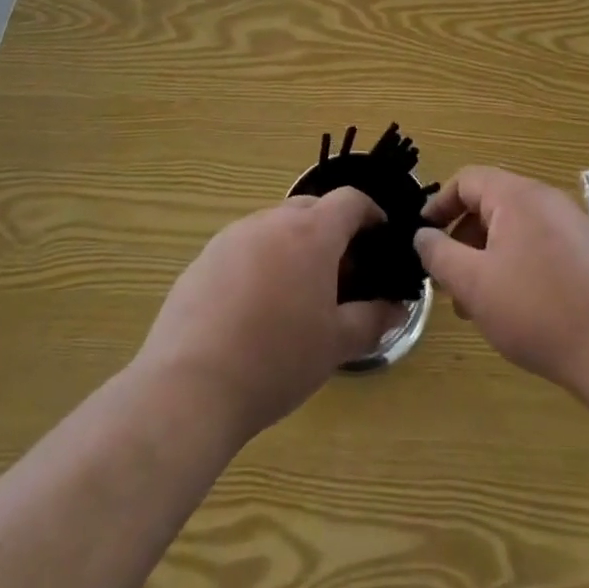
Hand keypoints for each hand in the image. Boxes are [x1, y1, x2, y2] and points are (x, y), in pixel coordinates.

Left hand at [137, 190, 405, 440]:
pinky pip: (244, 246)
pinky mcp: (204, 257)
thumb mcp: (335, 345)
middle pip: (312, 208)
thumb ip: (372, 320)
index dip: (371, 214)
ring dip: (294, 245)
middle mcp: (272, 221)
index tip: (380, 238)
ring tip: (297, 292)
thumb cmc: (276, 361)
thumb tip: (398, 308)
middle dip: (332, 230)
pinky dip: (261, 261)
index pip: (350, 201)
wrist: (190, 387)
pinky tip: (255, 307)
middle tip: (341, 273)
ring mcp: (233, 236)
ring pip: (276, 226)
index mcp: (311, 233)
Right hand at [413, 166, 588, 396]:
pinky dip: (518, 266)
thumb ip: (439, 254)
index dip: (439, 204)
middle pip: (492, 204)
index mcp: (517, 195)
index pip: (467, 180)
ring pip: (516, 230)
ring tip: (478, 305)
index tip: (422, 237)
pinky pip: (541, 247)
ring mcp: (573, 225)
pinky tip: (517, 310)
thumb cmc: (538, 310)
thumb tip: (422, 235)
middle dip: (463, 239)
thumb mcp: (474, 284)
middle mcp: (546, 199)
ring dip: (489, 258)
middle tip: (448, 281)